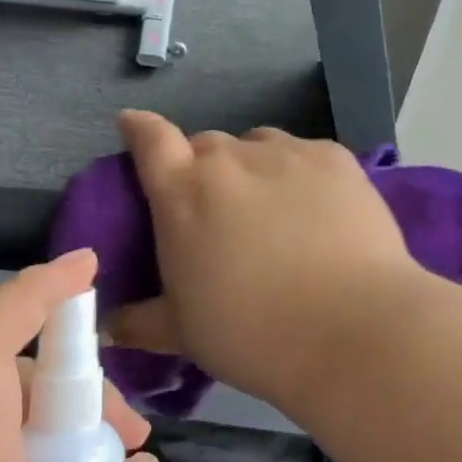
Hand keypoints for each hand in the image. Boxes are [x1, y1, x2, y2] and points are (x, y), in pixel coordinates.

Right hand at [109, 111, 422, 408]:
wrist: (352, 332)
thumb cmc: (251, 334)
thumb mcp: (183, 334)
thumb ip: (141, 323)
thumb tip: (110, 328)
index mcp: (183, 194)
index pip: (150, 140)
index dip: (139, 129)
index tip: (134, 126)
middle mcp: (230, 160)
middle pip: (206, 146)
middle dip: (202, 169)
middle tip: (216, 210)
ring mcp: (287, 154)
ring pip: (257, 145)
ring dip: (252, 168)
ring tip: (270, 209)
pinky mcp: (336, 160)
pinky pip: (305, 155)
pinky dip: (299, 174)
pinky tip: (316, 211)